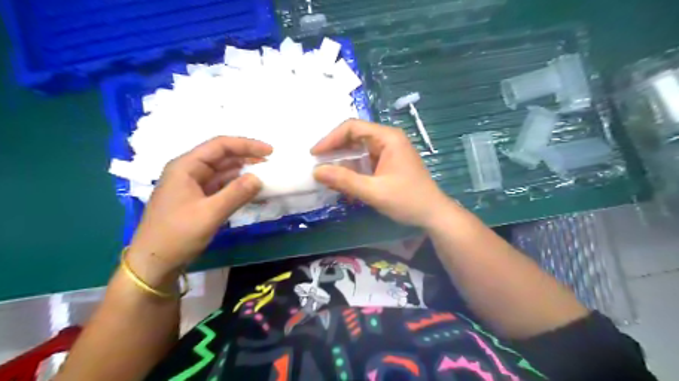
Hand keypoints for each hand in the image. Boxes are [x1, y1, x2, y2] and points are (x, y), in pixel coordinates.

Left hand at [127, 137, 269, 284]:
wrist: (154, 263)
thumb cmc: (177, 235)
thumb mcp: (209, 213)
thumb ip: (236, 194)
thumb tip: (259, 178)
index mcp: (186, 167)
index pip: (220, 146)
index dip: (246, 145)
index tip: (270, 151)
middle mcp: (189, 171)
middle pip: (222, 157)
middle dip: (247, 158)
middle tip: (272, 165)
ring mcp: (194, 186)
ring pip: (224, 173)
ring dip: (244, 174)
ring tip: (266, 177)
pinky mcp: (199, 200)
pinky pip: (222, 187)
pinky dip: (238, 188)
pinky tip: (253, 192)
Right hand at [314, 119, 455, 227]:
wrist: (433, 215)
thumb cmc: (408, 200)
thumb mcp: (374, 191)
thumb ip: (345, 180)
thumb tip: (316, 171)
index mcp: (388, 138)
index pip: (352, 127)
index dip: (331, 138)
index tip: (315, 154)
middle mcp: (388, 139)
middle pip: (354, 136)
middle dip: (335, 150)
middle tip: (318, 164)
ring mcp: (389, 151)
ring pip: (358, 150)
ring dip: (342, 161)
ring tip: (327, 175)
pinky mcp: (388, 163)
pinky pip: (365, 161)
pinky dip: (352, 170)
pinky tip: (343, 182)